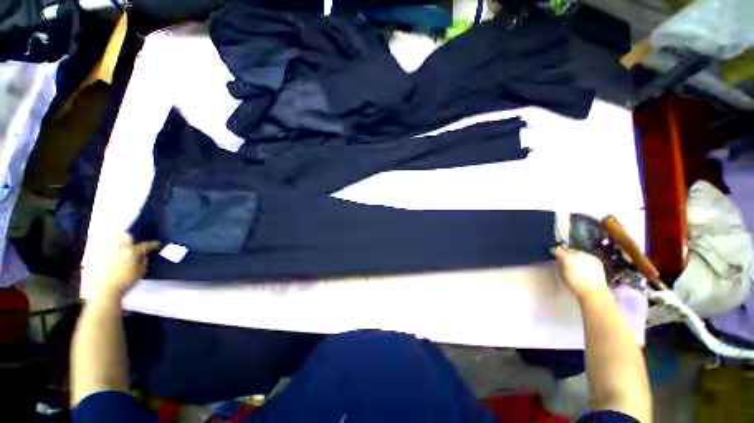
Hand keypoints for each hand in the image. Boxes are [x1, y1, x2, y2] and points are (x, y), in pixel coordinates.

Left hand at [82, 233, 159, 299]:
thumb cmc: (125, 282)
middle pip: (127, 237)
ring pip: (114, 239)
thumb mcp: (140, 273)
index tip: (158, 244)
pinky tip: (110, 250)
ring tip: (122, 245)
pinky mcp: (97, 254)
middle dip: (132, 239)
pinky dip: (107, 245)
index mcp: (132, 251)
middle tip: (135, 244)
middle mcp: (119, 247)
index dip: (153, 244)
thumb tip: (145, 256)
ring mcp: (106, 249)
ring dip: (119, 240)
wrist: (104, 290)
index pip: (145, 245)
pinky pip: (102, 245)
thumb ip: (144, 262)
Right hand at [552, 246, 608, 299]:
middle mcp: (577, 253)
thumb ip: (560, 263)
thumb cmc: (574, 284)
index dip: (555, 252)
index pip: (558, 249)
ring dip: (575, 256)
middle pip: (568, 249)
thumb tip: (559, 259)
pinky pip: (587, 256)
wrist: (593, 291)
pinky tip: (585, 266)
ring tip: (576, 262)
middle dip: (566, 253)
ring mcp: (588, 255)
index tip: (554, 254)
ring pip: (578, 252)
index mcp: (566, 256)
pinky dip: (584, 259)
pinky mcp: (596, 259)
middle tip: (565, 258)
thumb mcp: (562, 273)